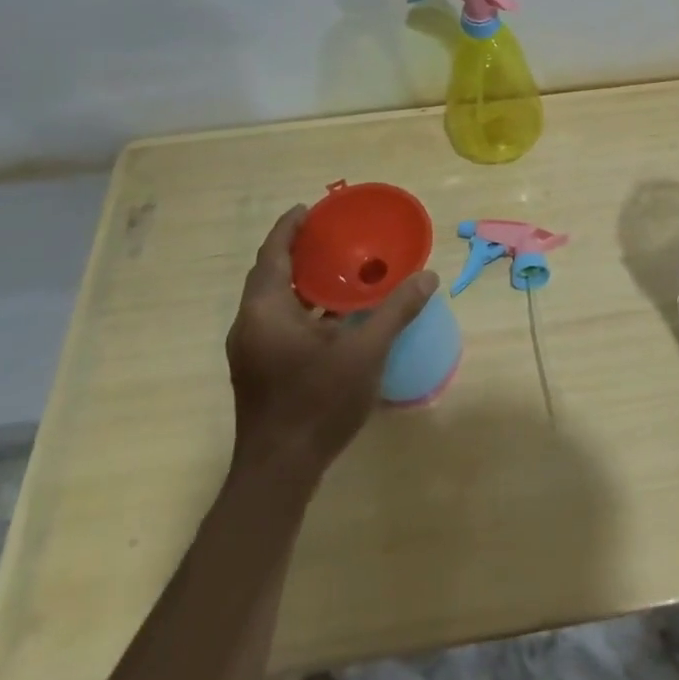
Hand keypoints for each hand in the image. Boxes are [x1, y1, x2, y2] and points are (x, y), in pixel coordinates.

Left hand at [225, 206, 438, 475]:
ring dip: (303, 282)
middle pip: (271, 275)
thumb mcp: (365, 352)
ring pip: (275, 301)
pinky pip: (280, 322)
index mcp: (265, 311)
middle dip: (299, 252)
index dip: (289, 228)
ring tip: (339, 268)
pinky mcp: (260, 370)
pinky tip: (336, 315)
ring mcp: (252, 350)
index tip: (311, 208)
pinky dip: (304, 308)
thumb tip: (428, 277)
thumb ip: (396, 311)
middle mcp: (250, 325)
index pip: (272, 255)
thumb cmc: (317, 402)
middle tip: (333, 235)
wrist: (280, 471)